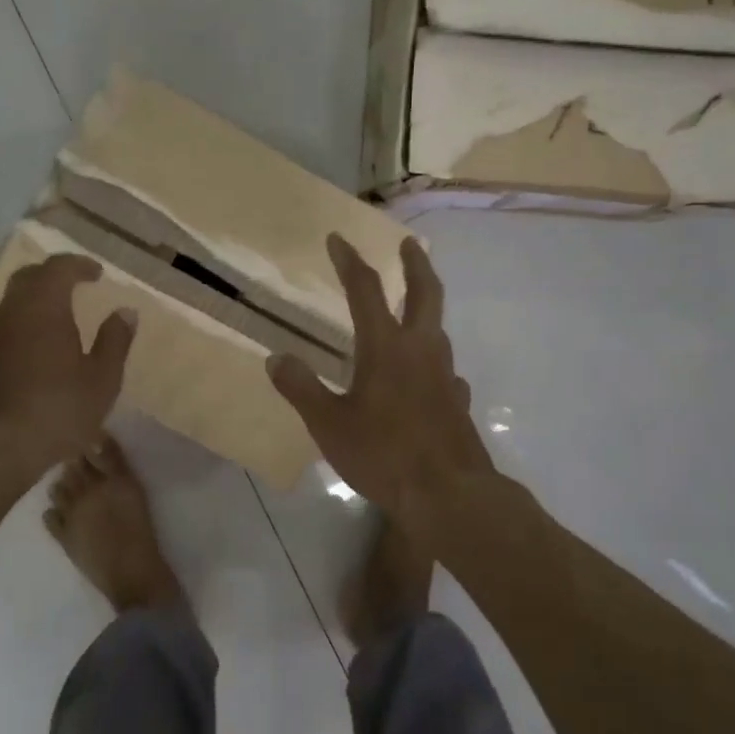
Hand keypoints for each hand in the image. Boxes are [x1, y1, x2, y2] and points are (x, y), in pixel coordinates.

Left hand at [0, 255, 135, 474]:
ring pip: (9, 305)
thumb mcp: (102, 378)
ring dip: (31, 303)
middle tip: (73, 285)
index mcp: (44, 307)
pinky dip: (14, 331)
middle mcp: (11, 314)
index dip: (79, 265)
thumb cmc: (58, 409)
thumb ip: (115, 340)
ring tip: (53, 318)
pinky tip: (23, 350)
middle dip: (51, 276)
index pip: (58, 268)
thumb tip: (125, 311)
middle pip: (27, 279)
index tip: (97, 274)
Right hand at [268, 234, 492, 530]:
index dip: (350, 261)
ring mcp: (445, 375)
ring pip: (438, 329)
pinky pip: (446, 370)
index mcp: (385, 347)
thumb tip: (275, 358)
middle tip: (408, 243)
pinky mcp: (458, 402)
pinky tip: (426, 377)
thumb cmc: (383, 454)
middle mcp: (420, 350)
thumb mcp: (328, 424)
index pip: (365, 290)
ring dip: (426, 309)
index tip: (338, 238)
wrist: (450, 494)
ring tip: (412, 308)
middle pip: (425, 293)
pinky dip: (433, 362)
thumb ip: (302, 389)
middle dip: (415, 263)